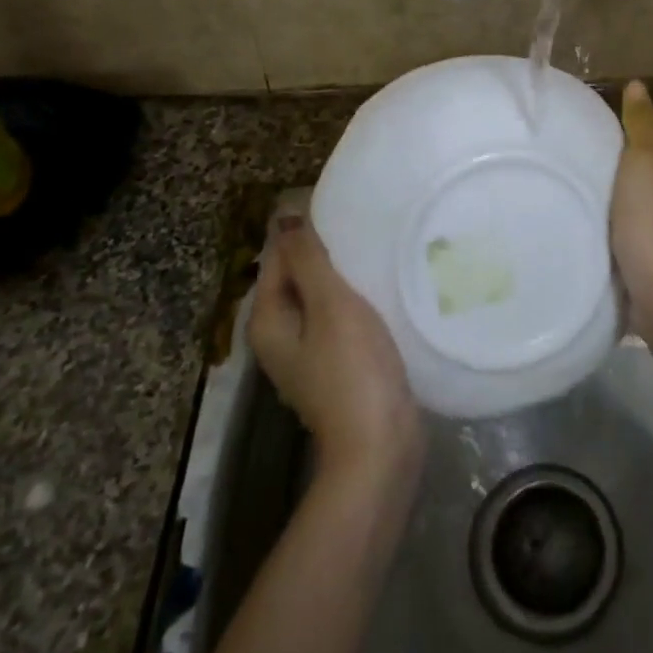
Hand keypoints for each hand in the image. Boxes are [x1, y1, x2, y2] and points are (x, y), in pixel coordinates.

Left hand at [249, 220, 422, 479]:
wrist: (380, 446)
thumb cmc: (353, 370)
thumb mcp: (330, 305)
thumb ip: (308, 259)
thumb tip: (284, 216)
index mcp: (268, 320)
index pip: (278, 257)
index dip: (305, 230)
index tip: (343, 206)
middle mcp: (280, 336)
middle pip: (299, 277)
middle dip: (327, 251)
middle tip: (366, 224)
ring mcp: (309, 355)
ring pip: (322, 298)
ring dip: (345, 276)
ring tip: (378, 248)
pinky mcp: (338, 366)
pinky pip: (341, 319)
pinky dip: (357, 300)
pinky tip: (384, 288)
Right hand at [609, 81, 652, 340]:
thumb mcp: (644, 161)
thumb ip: (640, 122)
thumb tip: (638, 86)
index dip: (625, 125)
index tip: (594, 134)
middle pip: (651, 154)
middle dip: (622, 155)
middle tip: (587, 158)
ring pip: (645, 184)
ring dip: (620, 184)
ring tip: (589, 184)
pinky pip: (642, 211)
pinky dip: (624, 210)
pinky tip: (602, 215)